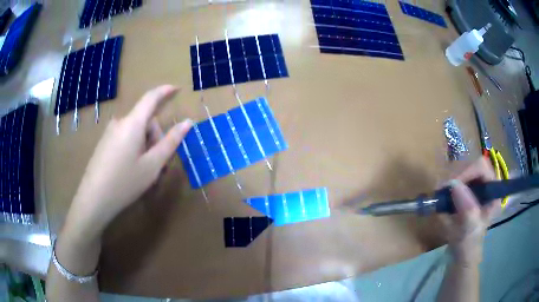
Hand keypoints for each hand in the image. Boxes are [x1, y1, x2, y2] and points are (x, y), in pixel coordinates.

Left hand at [63, 85, 191, 239]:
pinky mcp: (105, 143)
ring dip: (146, 147)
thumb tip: (188, 123)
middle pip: (145, 122)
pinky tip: (132, 169)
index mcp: (133, 123)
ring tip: (146, 172)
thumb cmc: (125, 182)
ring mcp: (110, 133)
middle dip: (156, 139)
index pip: (151, 98)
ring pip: (135, 132)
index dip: (165, 91)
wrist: (94, 200)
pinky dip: (135, 149)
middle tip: (160, 165)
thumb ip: (171, 142)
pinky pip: (125, 138)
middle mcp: (120, 123)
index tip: (177, 89)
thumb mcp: (153, 165)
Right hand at [442, 157, 500, 265]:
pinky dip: (446, 186)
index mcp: (493, 191)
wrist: (460, 257)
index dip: (467, 171)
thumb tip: (454, 185)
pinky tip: (441, 197)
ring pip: (462, 171)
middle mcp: (485, 185)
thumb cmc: (468, 245)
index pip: (482, 167)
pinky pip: (454, 180)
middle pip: (471, 166)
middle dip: (456, 176)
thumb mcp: (470, 229)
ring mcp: (475, 188)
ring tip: (440, 194)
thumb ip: (467, 209)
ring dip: (449, 181)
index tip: (451, 185)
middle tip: (442, 189)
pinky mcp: (465, 192)